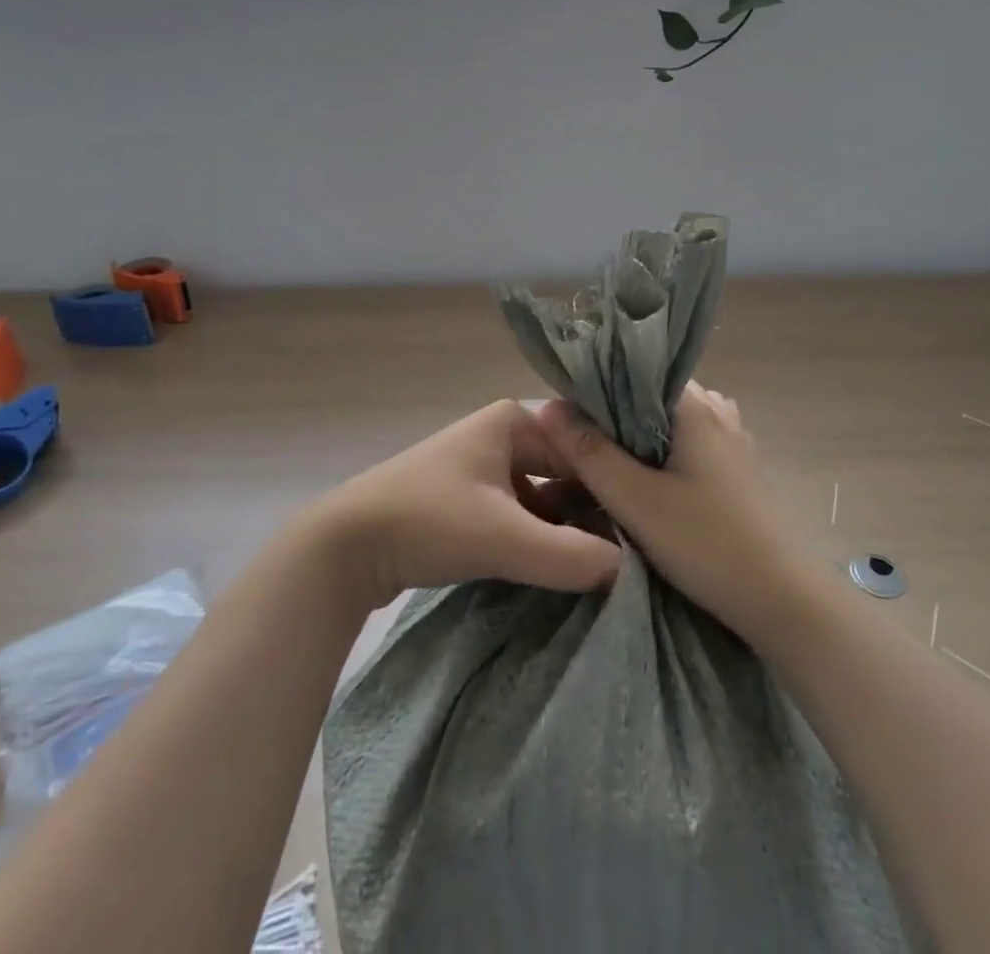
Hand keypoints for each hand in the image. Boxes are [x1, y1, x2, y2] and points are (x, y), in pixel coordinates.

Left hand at [311, 400, 621, 610]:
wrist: (343, 547)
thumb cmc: (428, 521)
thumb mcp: (504, 539)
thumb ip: (570, 556)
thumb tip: (629, 570)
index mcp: (514, 420)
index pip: (583, 452)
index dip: (612, 491)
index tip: (645, 530)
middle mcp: (502, 435)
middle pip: (564, 475)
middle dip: (590, 513)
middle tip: (630, 556)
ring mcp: (483, 467)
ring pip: (542, 498)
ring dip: (564, 530)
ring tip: (601, 567)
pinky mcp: (467, 500)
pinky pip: (519, 514)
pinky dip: (538, 538)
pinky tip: (559, 568)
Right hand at [538, 383, 817, 647]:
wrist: (785, 600)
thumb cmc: (707, 543)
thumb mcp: (637, 501)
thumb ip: (590, 453)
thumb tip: (546, 408)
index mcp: (693, 404)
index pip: (632, 374)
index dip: (593, 391)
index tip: (563, 415)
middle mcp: (716, 409)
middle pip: (650, 398)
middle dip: (613, 418)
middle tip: (577, 445)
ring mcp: (733, 438)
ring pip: (670, 423)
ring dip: (639, 438)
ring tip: (606, 462)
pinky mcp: (739, 469)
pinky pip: (690, 444)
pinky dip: (665, 454)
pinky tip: (648, 480)